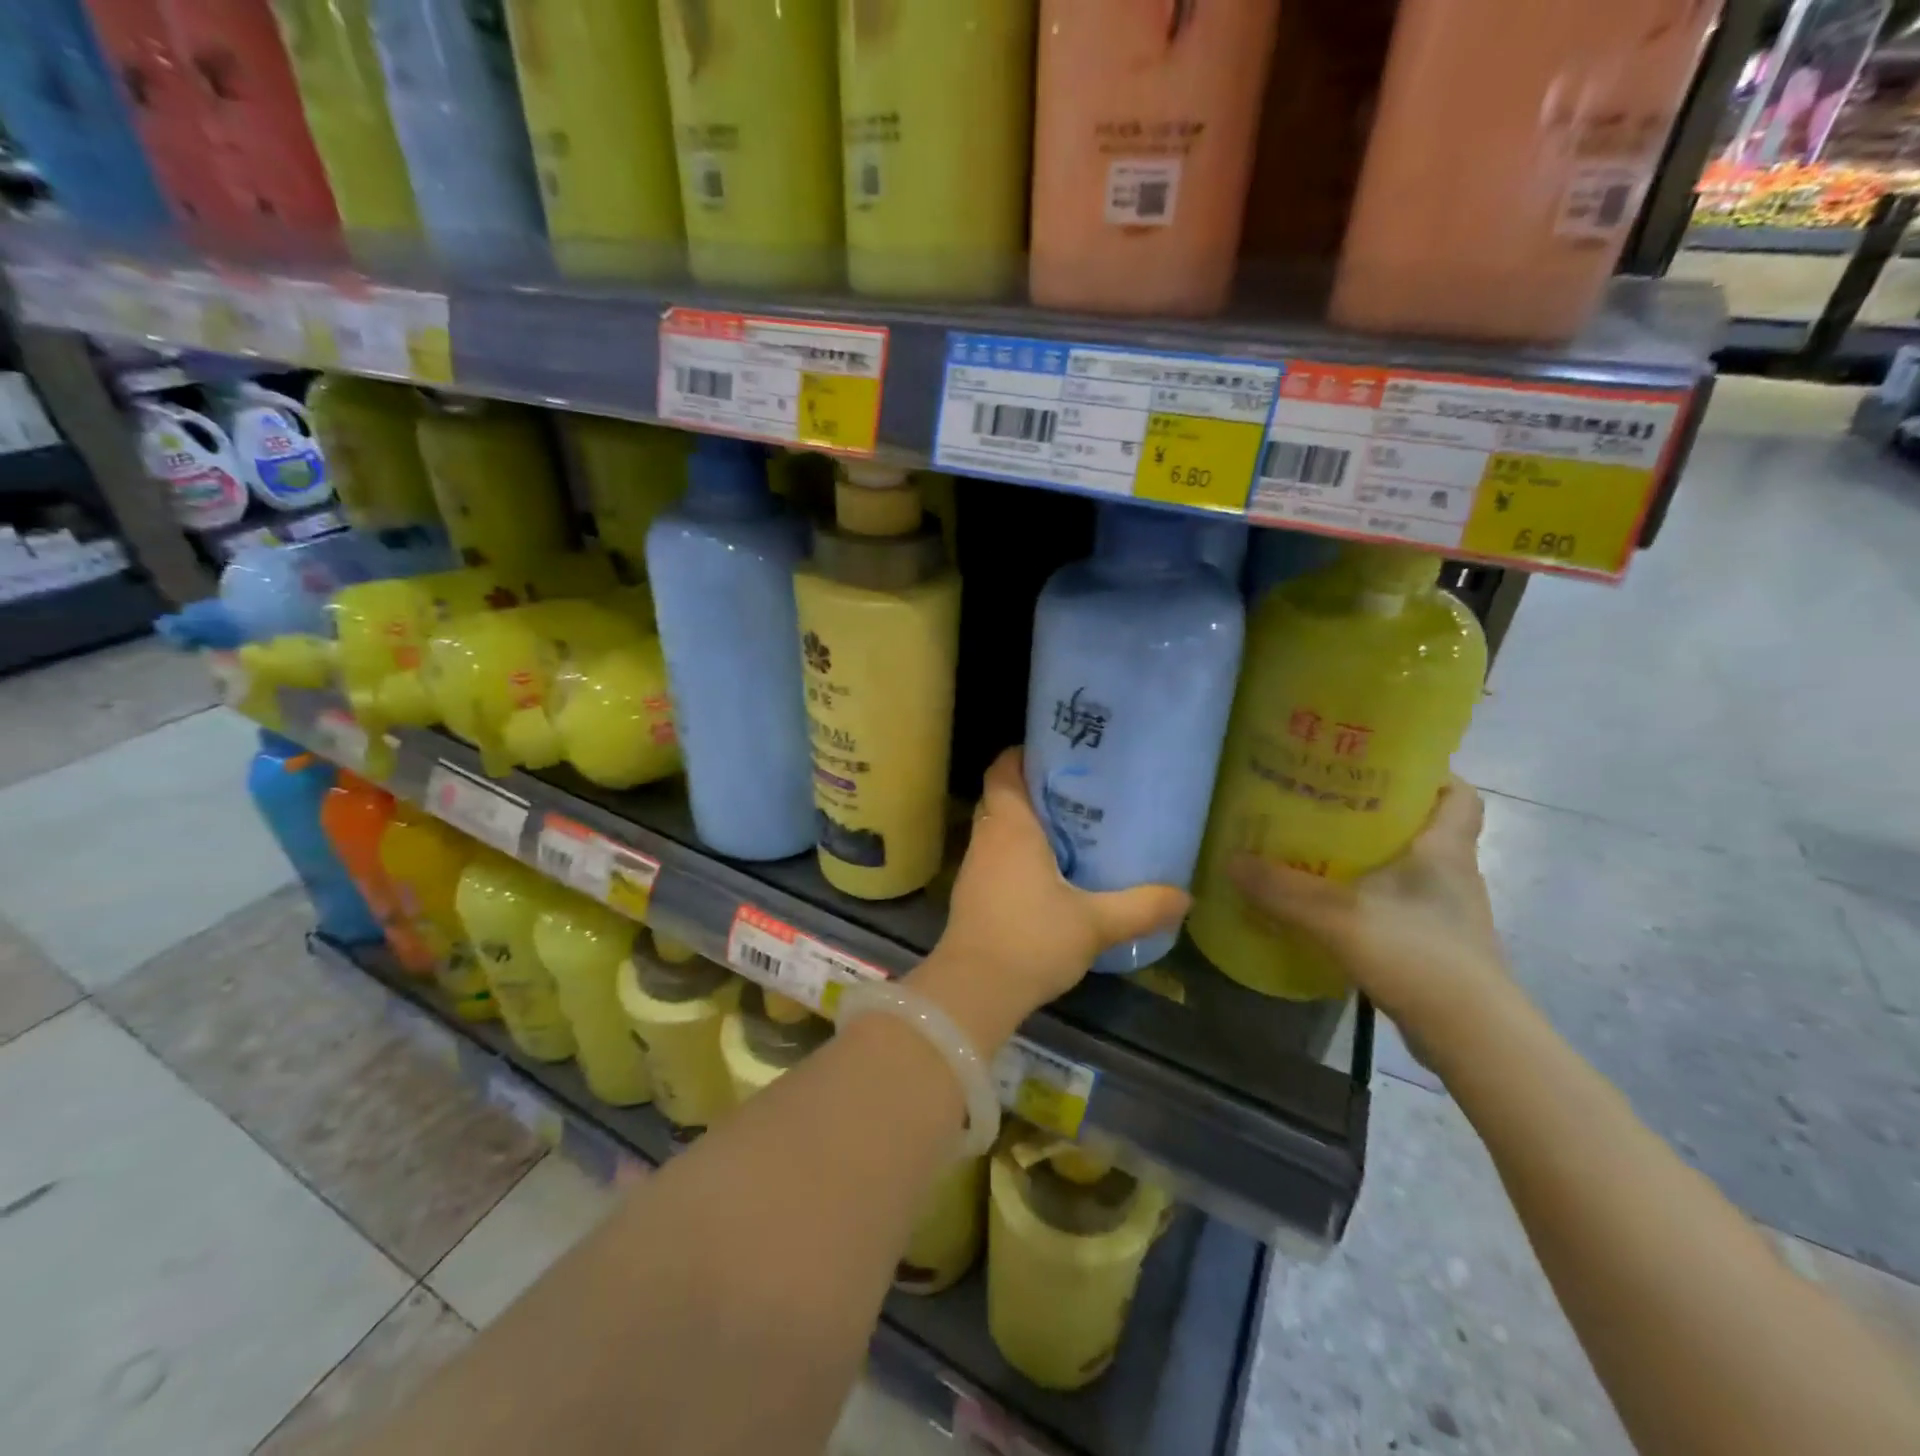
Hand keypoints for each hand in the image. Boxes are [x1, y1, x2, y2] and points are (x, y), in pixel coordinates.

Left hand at [919, 748, 1188, 1045]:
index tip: (1055, 752)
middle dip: (1032, 788)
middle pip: (1002, 796)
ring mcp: (974, 867)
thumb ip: (1141, 907)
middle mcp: (987, 838)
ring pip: (997, 828)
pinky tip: (1049, 873)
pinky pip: (995, 856)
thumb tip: (1186, 896)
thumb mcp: (1095, 923)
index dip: (1022, 754)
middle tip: (1075, 790)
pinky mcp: (972, 894)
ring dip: (1025, 824)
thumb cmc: (1032, 940)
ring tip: (1070, 827)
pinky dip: (1017, 852)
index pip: (1003, 770)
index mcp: (1011, 827)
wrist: (975, 990)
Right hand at [1226, 776, 1510, 1039]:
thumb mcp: (1337, 916)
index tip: (1382, 767)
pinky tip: (1331, 906)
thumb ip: (1281, 889)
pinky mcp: (1435, 946)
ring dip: (1372, 858)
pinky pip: (1399, 904)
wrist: (1470, 1036)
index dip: (1429, 775)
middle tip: (1327, 804)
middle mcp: (1453, 874)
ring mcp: (1446, 913)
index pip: (1458, 794)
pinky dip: (1369, 898)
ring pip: (1409, 868)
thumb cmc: (1417, 954)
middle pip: (1424, 827)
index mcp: (1445, 849)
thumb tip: (1231, 861)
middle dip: (1380, 813)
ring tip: (1318, 850)